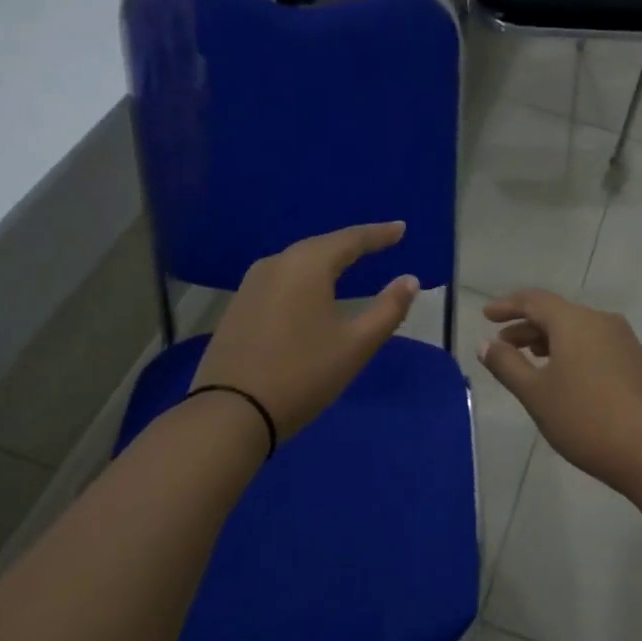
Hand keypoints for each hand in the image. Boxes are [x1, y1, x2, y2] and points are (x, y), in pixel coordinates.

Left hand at [188, 223, 418, 442]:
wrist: (231, 412)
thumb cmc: (303, 374)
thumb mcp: (356, 345)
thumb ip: (388, 309)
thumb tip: (410, 280)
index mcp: (307, 265)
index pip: (351, 239)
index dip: (379, 234)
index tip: (401, 229)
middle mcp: (276, 264)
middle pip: (321, 246)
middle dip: (352, 244)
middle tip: (380, 242)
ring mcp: (252, 285)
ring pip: (298, 263)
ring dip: (326, 260)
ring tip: (350, 262)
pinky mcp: (239, 306)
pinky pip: (281, 280)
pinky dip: (305, 279)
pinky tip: (313, 290)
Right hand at [479, 290, 641, 496]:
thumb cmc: (585, 419)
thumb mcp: (536, 394)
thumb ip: (507, 365)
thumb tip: (486, 344)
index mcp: (575, 321)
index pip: (534, 300)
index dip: (508, 306)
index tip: (486, 316)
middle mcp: (601, 321)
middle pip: (556, 314)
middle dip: (526, 326)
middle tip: (501, 345)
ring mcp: (623, 341)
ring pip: (577, 330)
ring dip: (548, 340)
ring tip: (527, 360)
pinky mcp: (636, 361)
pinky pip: (594, 344)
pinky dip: (570, 351)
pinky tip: (562, 374)